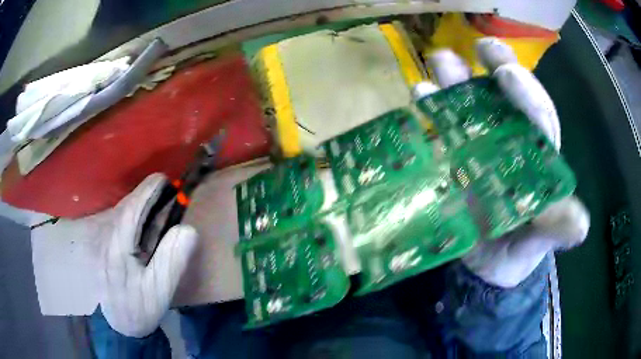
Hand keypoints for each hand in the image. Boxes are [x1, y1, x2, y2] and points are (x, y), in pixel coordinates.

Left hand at [93, 173, 197, 336]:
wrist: (114, 323)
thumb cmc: (136, 309)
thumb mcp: (158, 291)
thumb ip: (172, 260)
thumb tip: (189, 229)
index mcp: (118, 240)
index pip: (136, 201)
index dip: (156, 188)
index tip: (175, 187)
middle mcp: (107, 230)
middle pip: (132, 201)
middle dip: (154, 204)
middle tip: (172, 223)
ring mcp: (103, 234)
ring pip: (127, 209)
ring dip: (146, 213)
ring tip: (160, 234)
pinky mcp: (104, 240)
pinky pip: (123, 220)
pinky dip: (139, 222)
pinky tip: (145, 243)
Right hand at [414, 38, 589, 287]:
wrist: (486, 264)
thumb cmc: (519, 250)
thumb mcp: (539, 242)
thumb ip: (555, 231)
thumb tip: (579, 225)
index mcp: (538, 157)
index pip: (538, 116)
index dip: (526, 93)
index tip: (507, 74)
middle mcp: (511, 141)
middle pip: (505, 97)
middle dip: (495, 67)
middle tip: (480, 47)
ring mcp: (479, 145)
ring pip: (471, 103)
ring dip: (456, 79)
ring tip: (440, 59)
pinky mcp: (453, 157)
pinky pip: (442, 127)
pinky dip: (430, 109)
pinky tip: (418, 94)